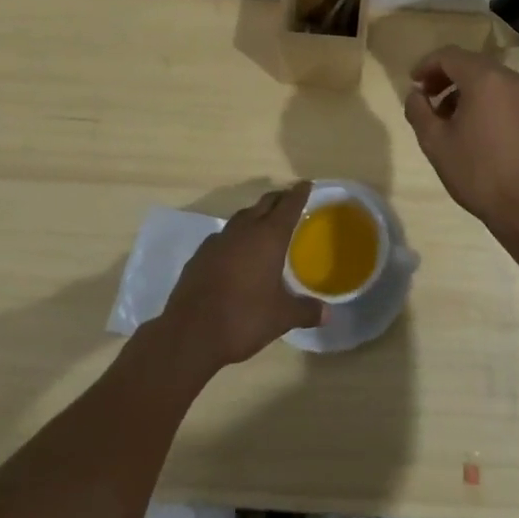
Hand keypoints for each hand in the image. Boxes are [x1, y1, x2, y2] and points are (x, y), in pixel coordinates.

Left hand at [156, 183, 324, 375]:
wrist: (190, 333)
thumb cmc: (243, 319)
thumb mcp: (281, 318)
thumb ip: (306, 311)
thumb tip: (328, 313)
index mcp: (268, 237)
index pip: (288, 205)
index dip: (299, 193)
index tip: (306, 184)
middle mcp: (244, 230)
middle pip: (264, 204)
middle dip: (279, 199)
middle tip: (290, 201)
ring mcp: (219, 240)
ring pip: (242, 217)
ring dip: (255, 216)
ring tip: (265, 225)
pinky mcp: (200, 255)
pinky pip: (224, 236)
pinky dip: (235, 237)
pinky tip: (236, 252)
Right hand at [402, 46, 518, 237]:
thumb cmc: (476, 172)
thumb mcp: (435, 142)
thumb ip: (418, 110)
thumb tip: (415, 93)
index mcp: (484, 79)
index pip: (449, 56)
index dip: (426, 65)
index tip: (413, 83)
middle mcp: (509, 77)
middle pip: (469, 63)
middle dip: (444, 76)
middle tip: (426, 97)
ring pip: (487, 77)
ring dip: (463, 88)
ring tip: (445, 115)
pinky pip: (502, 92)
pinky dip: (483, 97)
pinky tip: (470, 123)